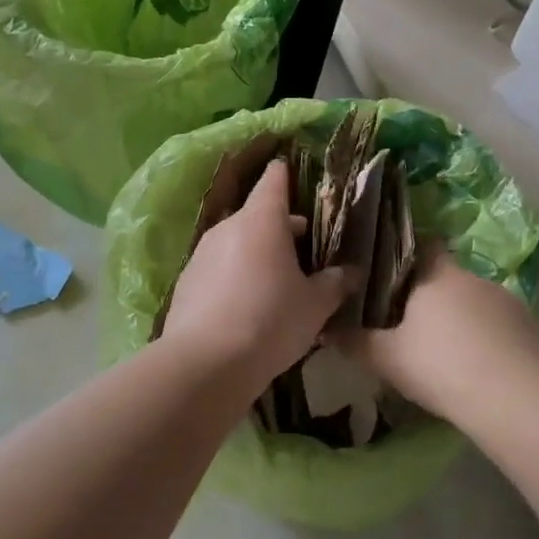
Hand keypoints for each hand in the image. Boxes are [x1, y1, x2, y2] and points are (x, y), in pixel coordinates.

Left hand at [162, 160, 350, 385]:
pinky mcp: (186, 281)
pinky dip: (235, 274)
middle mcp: (229, 227)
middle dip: (281, 226)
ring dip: (257, 252)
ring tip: (278, 280)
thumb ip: (335, 283)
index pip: (275, 179)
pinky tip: (247, 305)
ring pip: (237, 241)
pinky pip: (219, 267)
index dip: (287, 175)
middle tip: (306, 247)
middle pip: (258, 214)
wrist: (205, 364)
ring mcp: (202, 253)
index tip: (298, 177)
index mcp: (262, 220)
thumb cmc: (270, 321)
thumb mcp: (315, 305)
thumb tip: (351, 272)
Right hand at [334, 249, 538, 419]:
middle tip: (414, 325)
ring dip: (464, 319)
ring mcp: (509, 302)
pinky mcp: (533, 329)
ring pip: (477, 303)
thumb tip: (325, 329)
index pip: (424, 246)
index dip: (408, 256)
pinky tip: (481, 368)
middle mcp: (475, 278)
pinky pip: (503, 328)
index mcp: (438, 275)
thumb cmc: (440, 366)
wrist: (513, 400)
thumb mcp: (387, 358)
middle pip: (449, 278)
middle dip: (434, 297)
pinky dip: (490, 341)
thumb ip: (355, 341)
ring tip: (450, 352)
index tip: (393, 274)